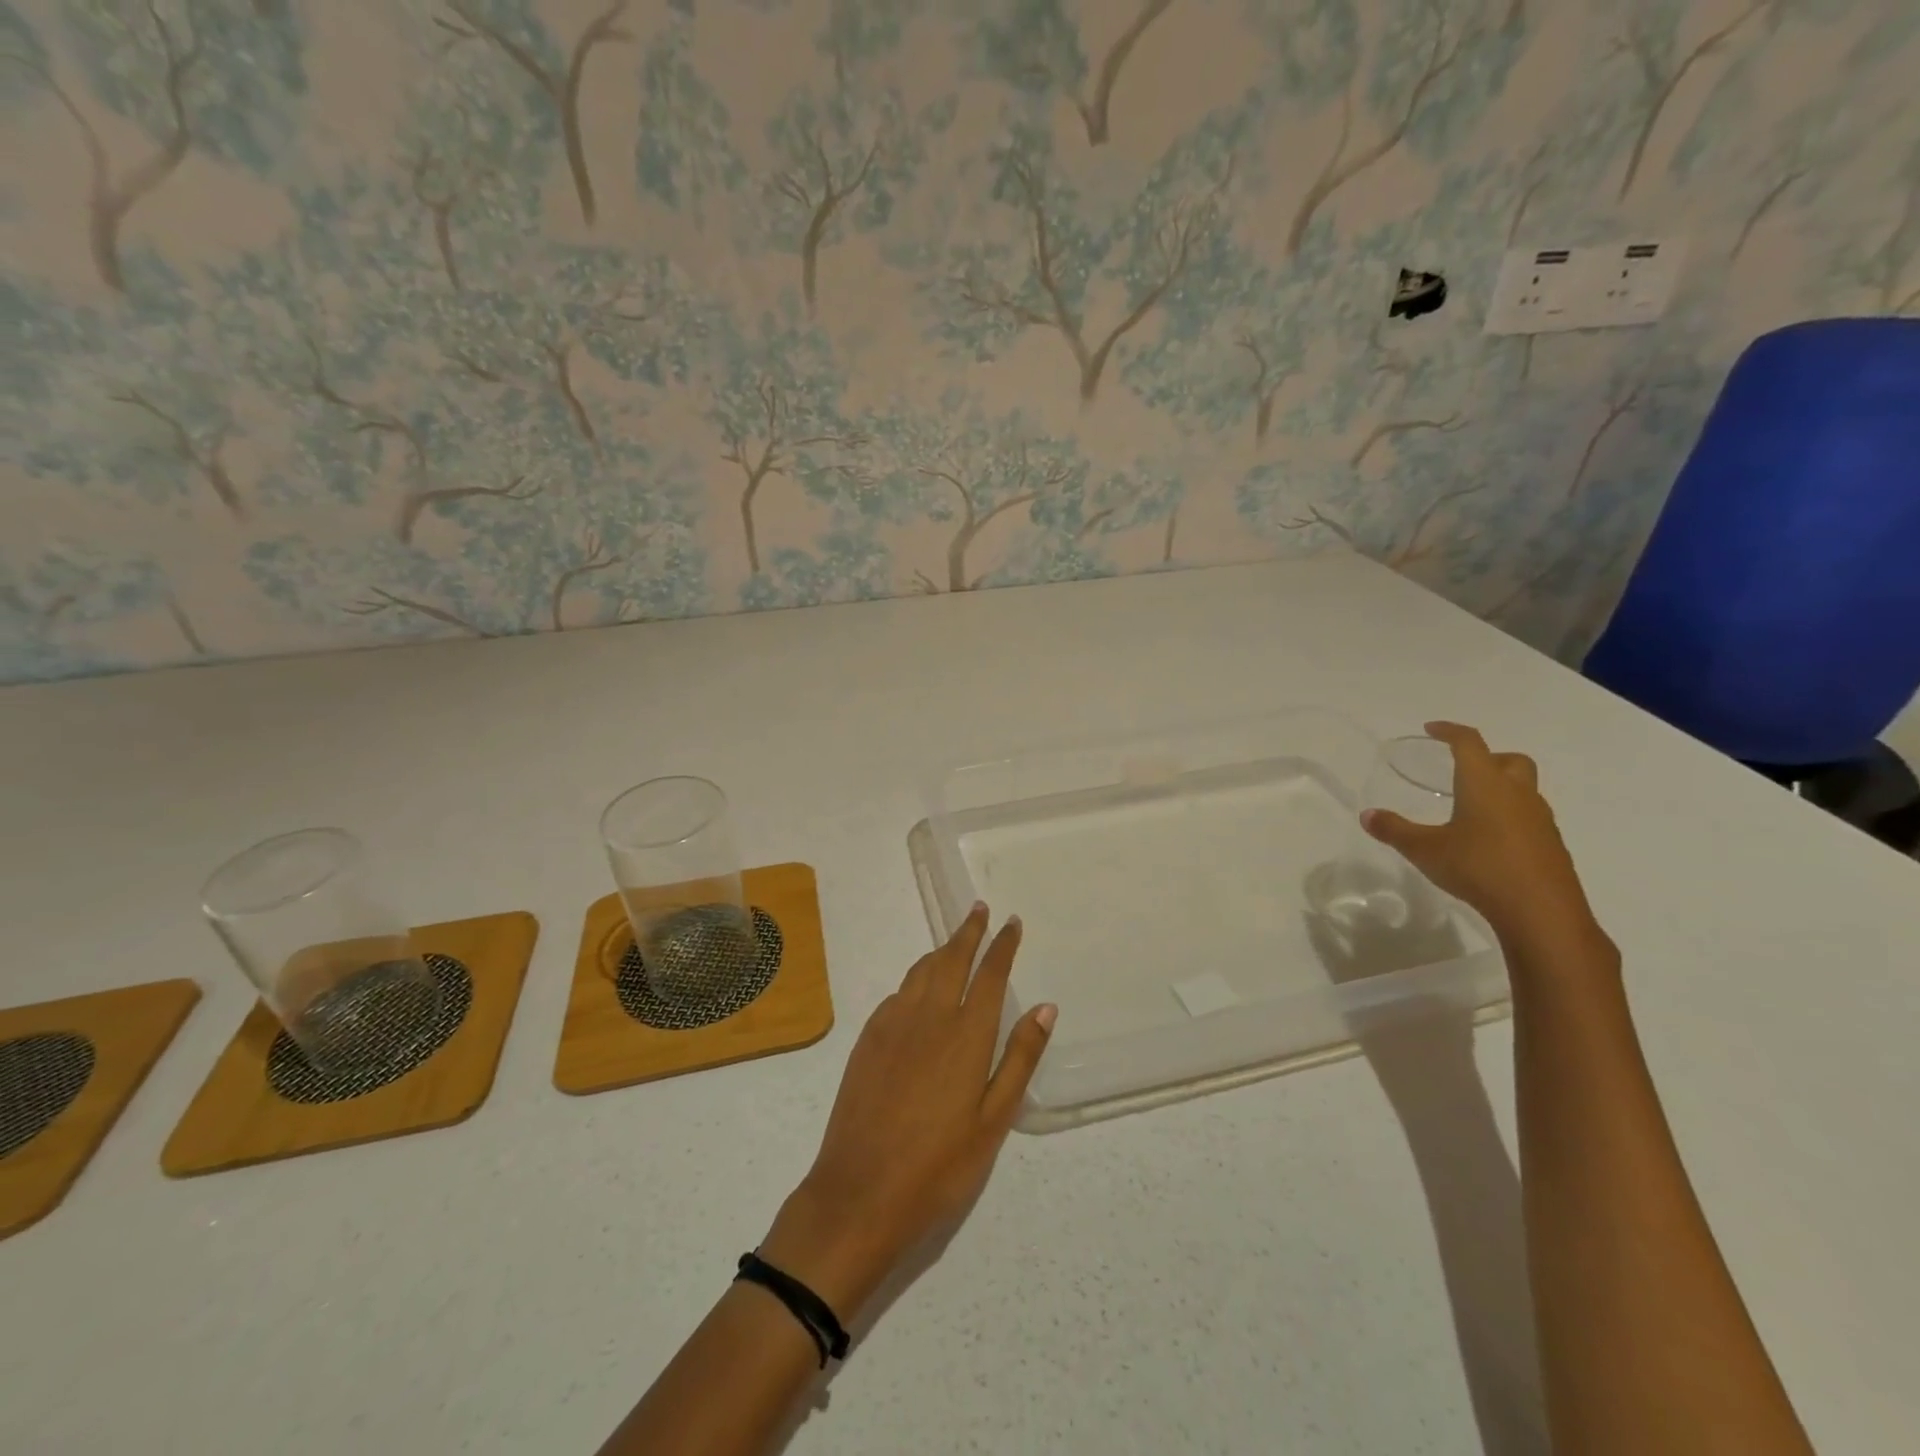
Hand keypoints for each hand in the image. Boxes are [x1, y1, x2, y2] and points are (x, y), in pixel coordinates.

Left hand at [759, 904, 1054, 1319]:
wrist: (859, 1191)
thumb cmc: (939, 1166)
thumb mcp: (994, 1121)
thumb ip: (1019, 1058)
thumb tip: (1045, 1007)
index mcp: (966, 1035)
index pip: (989, 974)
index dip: (1002, 945)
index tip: (1011, 922)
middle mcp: (929, 1016)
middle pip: (952, 959)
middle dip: (968, 931)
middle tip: (980, 909)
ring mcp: (893, 1024)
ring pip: (921, 971)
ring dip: (941, 950)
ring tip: (954, 942)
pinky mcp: (868, 1038)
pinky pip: (898, 993)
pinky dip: (915, 979)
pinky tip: (919, 989)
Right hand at [1362, 721, 1607, 961]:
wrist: (1541, 911)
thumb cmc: (1478, 868)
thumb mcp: (1424, 850)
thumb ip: (1394, 830)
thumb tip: (1367, 815)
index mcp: (1485, 784)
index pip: (1469, 743)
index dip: (1450, 731)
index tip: (1432, 729)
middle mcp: (1517, 794)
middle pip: (1510, 760)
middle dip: (1488, 757)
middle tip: (1462, 769)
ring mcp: (1540, 820)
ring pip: (1524, 790)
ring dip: (1501, 789)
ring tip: (1471, 808)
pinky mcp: (1551, 846)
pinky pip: (1530, 818)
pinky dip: (1510, 818)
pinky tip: (1489, 841)